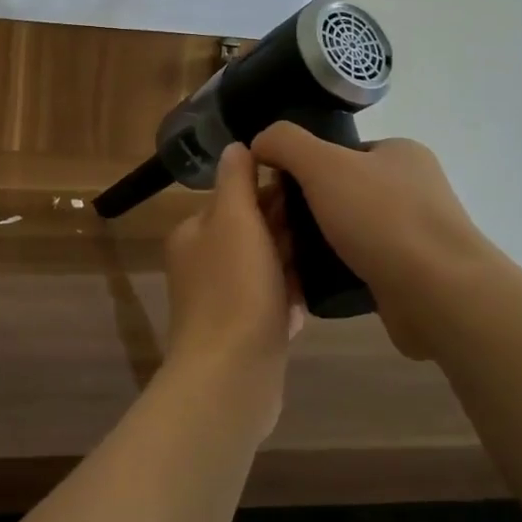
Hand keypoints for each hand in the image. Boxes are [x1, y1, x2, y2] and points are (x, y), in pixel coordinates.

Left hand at [161, 143, 301, 434]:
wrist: (232, 376)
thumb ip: (235, 180)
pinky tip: (312, 299)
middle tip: (328, 223)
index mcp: (194, 233)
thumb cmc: (234, 288)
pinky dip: (290, 299)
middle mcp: (201, 263)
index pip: (234, 198)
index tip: (310, 190)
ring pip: (264, 268)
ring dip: (291, 263)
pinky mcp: (242, 332)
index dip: (271, 191)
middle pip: (250, 232)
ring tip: (328, 255)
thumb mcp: (234, 221)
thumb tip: (236, 145)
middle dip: (284, 229)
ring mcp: (221, 301)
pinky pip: (271, 303)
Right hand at [251, 124, 496, 359]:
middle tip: (277, 227)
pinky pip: (363, 263)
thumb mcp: (322, 164)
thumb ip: (285, 143)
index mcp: (401, 153)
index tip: (275, 191)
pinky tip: (314, 280)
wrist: (439, 295)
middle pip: (341, 191)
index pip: (338, 151)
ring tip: (289, 255)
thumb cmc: (382, 218)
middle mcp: (413, 188)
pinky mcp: (413, 274)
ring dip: (320, 241)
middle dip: (307, 208)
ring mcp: (417, 233)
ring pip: (350, 229)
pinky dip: (339, 269)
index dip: (302, 167)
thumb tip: (260, 143)